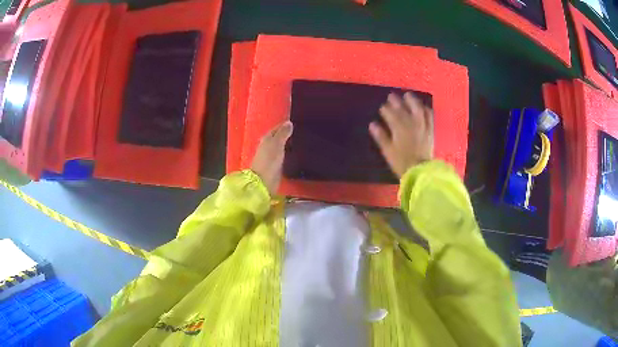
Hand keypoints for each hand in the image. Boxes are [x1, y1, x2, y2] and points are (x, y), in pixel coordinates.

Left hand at [251, 121, 293, 194]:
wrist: (263, 181)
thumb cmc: (269, 161)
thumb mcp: (277, 144)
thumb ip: (282, 134)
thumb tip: (289, 122)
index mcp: (266, 139)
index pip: (276, 129)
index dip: (284, 125)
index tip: (295, 122)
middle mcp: (267, 146)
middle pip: (277, 137)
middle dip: (286, 134)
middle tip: (299, 131)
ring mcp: (270, 156)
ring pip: (280, 146)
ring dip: (287, 143)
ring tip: (299, 140)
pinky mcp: (274, 166)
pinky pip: (282, 155)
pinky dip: (287, 152)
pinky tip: (294, 152)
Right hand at [369, 92, 433, 177]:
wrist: (420, 170)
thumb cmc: (401, 162)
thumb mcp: (388, 151)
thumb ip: (381, 136)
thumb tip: (372, 124)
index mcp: (398, 127)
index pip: (390, 114)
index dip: (385, 109)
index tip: (382, 107)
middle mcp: (411, 123)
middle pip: (403, 108)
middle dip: (396, 101)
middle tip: (391, 96)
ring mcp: (422, 125)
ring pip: (417, 108)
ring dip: (412, 100)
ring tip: (408, 95)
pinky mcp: (430, 130)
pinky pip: (429, 116)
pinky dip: (426, 109)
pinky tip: (423, 106)